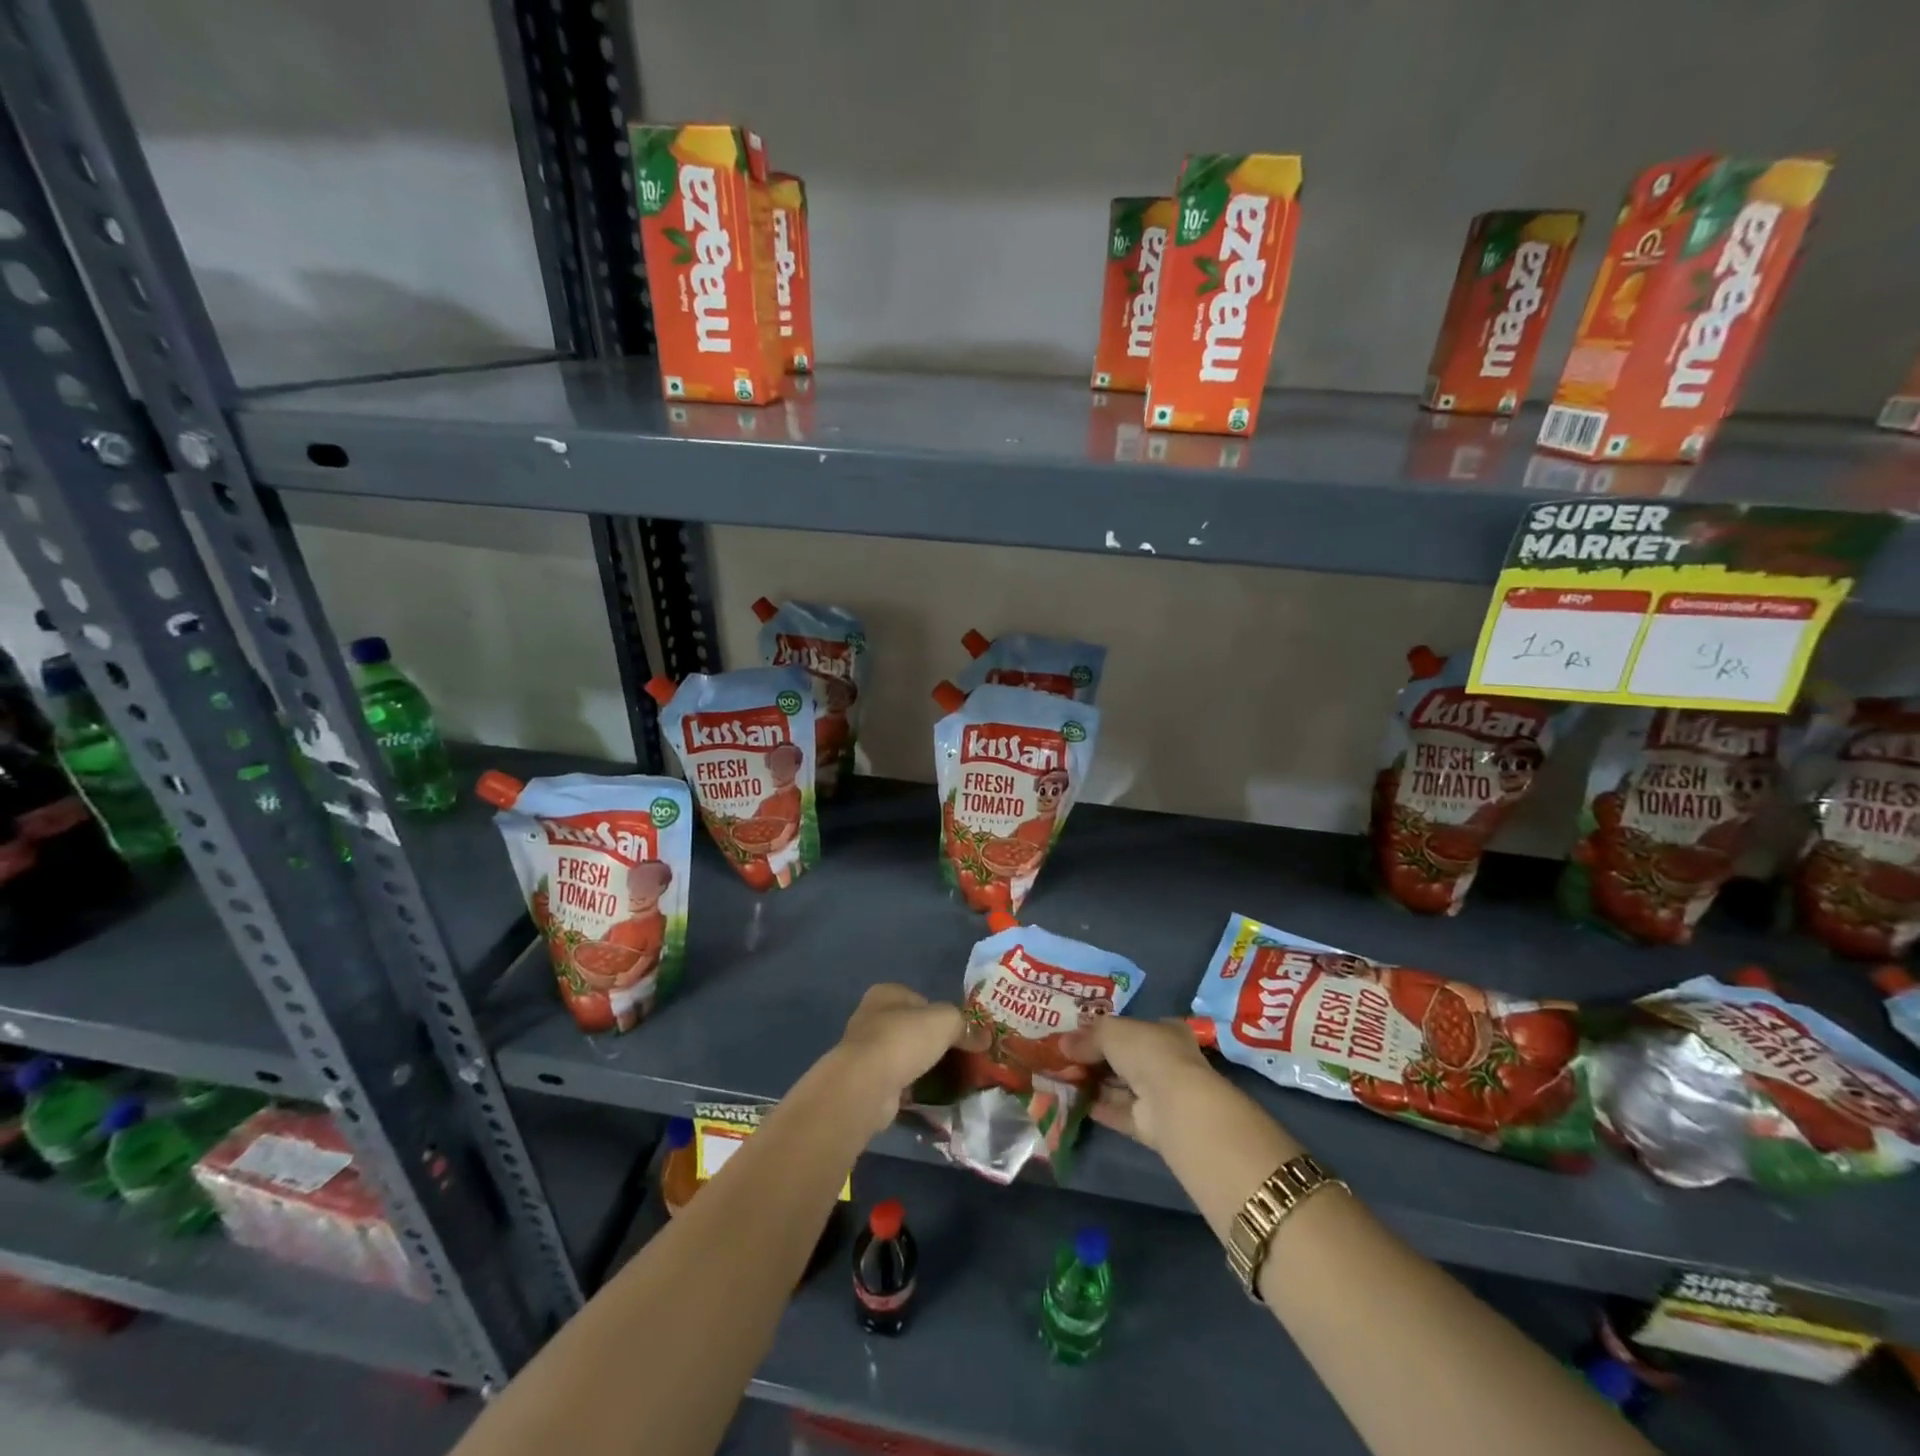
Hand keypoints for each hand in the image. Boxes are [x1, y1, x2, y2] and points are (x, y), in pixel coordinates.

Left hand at [830, 984, 979, 1136]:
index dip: (942, 1015)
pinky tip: (933, 1099)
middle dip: (933, 1043)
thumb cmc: (904, 1039)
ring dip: (923, 1067)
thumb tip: (985, 1037)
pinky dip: (914, 1090)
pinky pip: (899, 1083)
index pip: (921, 1000)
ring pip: (905, 1056)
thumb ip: (965, 1025)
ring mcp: (866, 1052)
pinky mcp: (867, 1082)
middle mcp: (871, 1018)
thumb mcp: (945, 1021)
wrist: (867, 1085)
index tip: (962, 1034)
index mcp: (886, 994)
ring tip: (951, 1080)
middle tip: (960, 1058)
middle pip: (912, 1029)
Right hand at [1063, 1016, 1217, 1151]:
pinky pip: (1120, 1112)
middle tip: (1066, 1057)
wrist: (1171, 1101)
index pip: (1134, 1028)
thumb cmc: (1146, 1051)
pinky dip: (1099, 1107)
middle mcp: (1165, 1061)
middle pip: (1125, 1058)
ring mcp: (1159, 1094)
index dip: (1107, 1031)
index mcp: (1165, 1031)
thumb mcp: (1111, 1031)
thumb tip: (1063, 1044)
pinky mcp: (1150, 1123)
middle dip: (1097, 1059)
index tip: (1081, 1035)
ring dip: (1094, 1083)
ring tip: (1063, 1078)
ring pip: (1121, 1086)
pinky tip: (1074, 1102)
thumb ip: (1088, 1037)